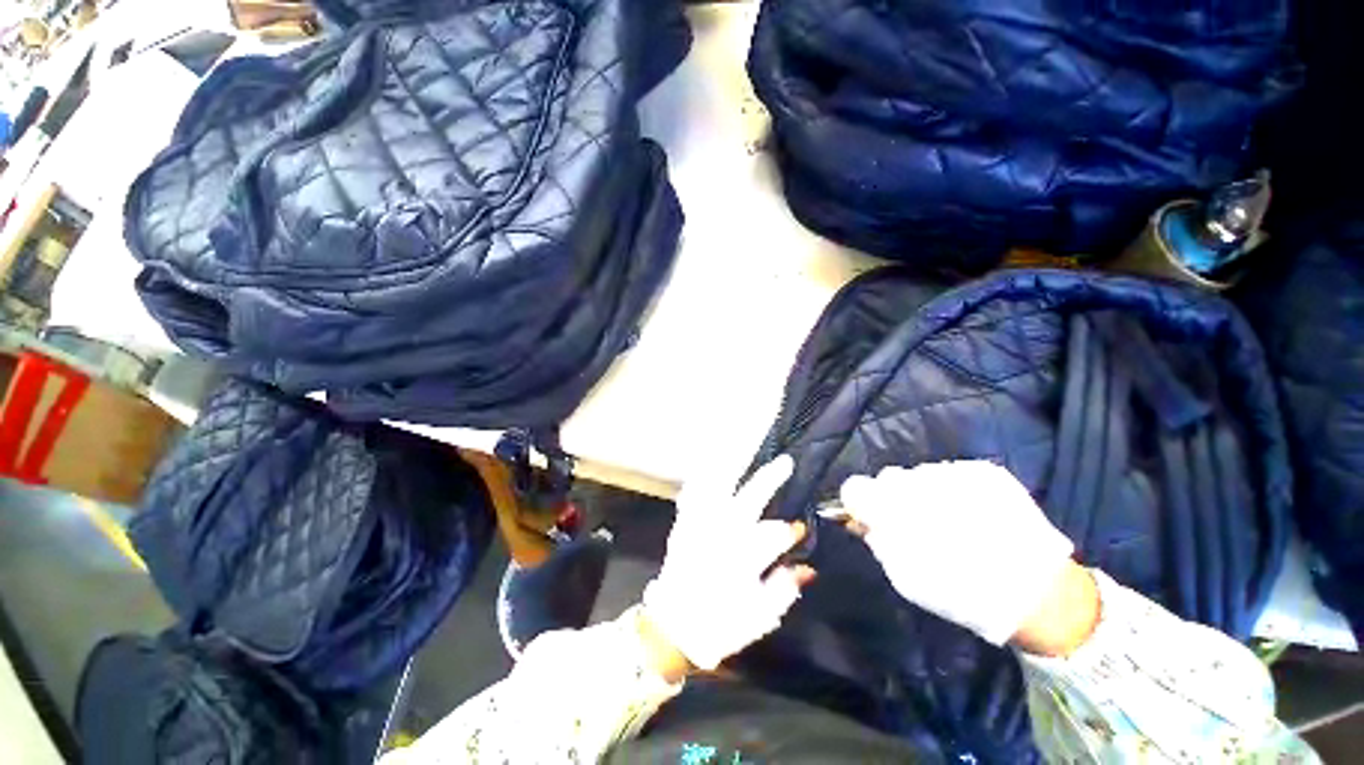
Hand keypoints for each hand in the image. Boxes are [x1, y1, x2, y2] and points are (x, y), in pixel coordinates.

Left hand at [642, 456, 813, 671]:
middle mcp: (722, 535)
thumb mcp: (759, 616)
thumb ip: (784, 589)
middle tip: (785, 462)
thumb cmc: (720, 624)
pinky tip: (709, 465)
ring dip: (733, 466)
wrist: (674, 625)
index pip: (775, 534)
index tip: (799, 528)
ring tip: (746, 446)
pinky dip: (701, 477)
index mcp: (743, 558)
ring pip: (717, 487)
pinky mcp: (683, 524)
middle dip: (769, 480)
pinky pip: (692, 493)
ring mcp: (699, 525)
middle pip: (750, 499)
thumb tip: (807, 568)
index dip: (789, 531)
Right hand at [839, 461, 1081, 648]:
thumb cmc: (962, 591)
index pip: (854, 487)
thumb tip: (861, 522)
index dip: (859, 502)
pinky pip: (952, 474)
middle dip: (894, 499)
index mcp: (895, 506)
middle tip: (916, 526)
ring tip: (954, 524)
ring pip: (921, 476)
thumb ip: (877, 542)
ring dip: (926, 494)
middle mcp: (919, 479)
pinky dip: (954, 492)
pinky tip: (975, 516)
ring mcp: (953, 471)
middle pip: (888, 478)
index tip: (871, 518)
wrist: (1039, 592)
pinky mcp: (984, 470)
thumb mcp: (906, 578)